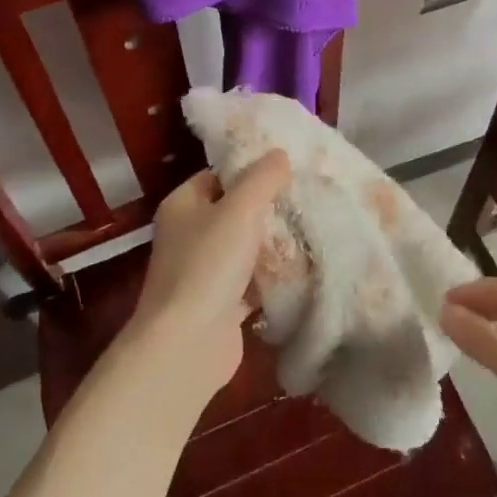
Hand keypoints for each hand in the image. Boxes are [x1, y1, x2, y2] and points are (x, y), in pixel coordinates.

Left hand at [123, 151, 291, 398]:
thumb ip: (262, 179)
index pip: (217, 175)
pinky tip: (304, 268)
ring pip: (245, 248)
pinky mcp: (221, 303)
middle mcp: (188, 235)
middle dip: (268, 207)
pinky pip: (252, 282)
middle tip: (307, 196)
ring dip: (273, 244)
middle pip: (233, 211)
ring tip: (314, 227)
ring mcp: (204, 271)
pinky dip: (272, 278)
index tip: (286, 167)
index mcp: (183, 205)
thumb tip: (279, 154)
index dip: (249, 169)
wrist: (189, 342)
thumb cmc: (208, 264)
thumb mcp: (239, 209)